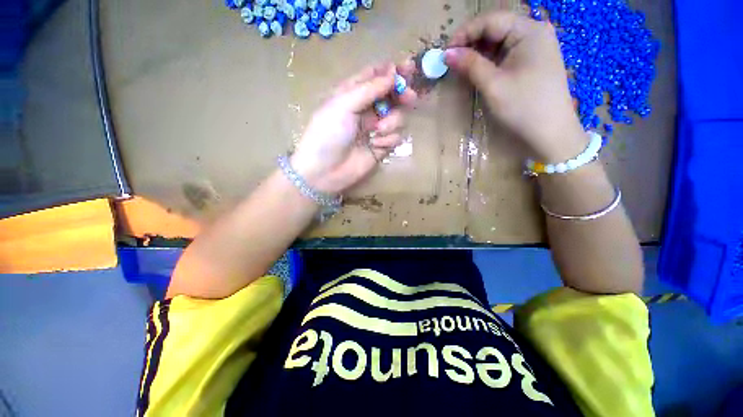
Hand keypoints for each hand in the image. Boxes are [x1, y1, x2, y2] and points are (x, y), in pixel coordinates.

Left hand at [290, 62, 417, 194]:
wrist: (325, 171)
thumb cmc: (328, 133)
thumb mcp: (343, 104)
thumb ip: (369, 89)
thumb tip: (392, 74)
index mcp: (353, 94)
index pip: (375, 76)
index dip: (392, 70)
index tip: (408, 68)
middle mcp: (366, 109)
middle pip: (391, 95)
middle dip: (401, 94)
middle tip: (409, 97)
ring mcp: (375, 129)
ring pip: (397, 116)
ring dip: (392, 121)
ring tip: (378, 131)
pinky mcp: (381, 147)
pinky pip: (395, 137)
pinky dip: (388, 139)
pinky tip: (376, 145)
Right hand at [446, 11, 585, 161]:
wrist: (550, 133)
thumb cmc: (523, 108)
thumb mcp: (493, 85)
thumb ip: (470, 65)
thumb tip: (447, 54)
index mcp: (529, 31)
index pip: (491, 21)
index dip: (465, 33)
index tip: (445, 52)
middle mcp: (534, 32)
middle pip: (495, 29)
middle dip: (471, 43)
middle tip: (451, 62)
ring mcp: (535, 47)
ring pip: (499, 42)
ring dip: (478, 53)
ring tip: (461, 68)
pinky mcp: (532, 61)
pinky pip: (505, 54)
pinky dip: (489, 62)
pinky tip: (477, 71)